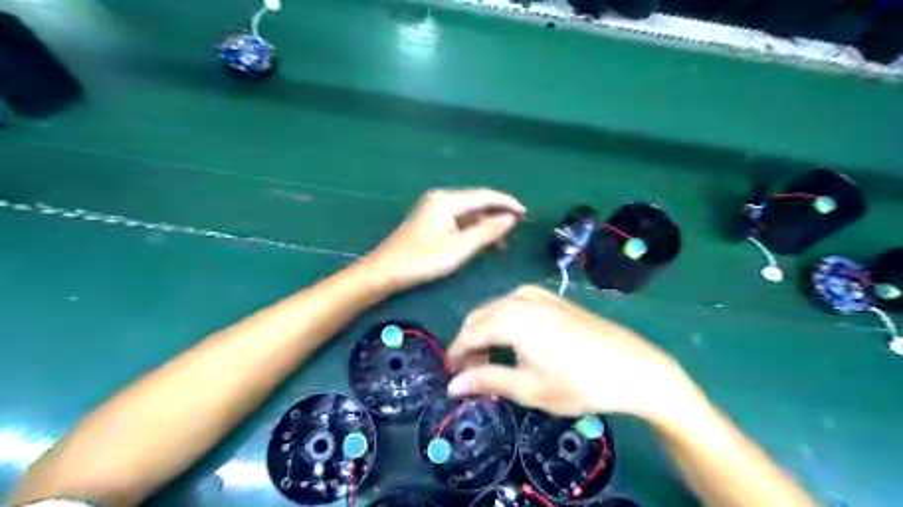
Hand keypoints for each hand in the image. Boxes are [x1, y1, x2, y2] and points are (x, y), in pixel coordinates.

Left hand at [362, 188, 526, 290]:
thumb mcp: (460, 248)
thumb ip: (487, 231)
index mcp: (447, 200)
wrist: (386, 271)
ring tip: (504, 242)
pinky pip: (459, 220)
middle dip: (498, 214)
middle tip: (518, 228)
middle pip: (477, 202)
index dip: (507, 203)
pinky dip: (473, 229)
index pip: (485, 196)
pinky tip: (483, 241)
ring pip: (469, 213)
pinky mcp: (431, 221)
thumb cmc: (423, 260)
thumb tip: (511, 218)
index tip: (526, 214)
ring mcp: (435, 209)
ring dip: (486, 224)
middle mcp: (441, 199)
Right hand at [448, 285, 693, 420]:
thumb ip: (487, 380)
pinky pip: (514, 306)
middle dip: (470, 344)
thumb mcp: (529, 388)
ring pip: (496, 310)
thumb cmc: (579, 382)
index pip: (469, 333)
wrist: (633, 367)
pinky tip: (512, 343)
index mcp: (511, 317)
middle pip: (480, 317)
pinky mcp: (552, 298)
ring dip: (486, 333)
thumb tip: (453, 386)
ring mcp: (538, 294)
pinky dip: (503, 323)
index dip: (456, 354)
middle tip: (470, 374)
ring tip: (490, 362)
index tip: (451, 376)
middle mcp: (519, 297)